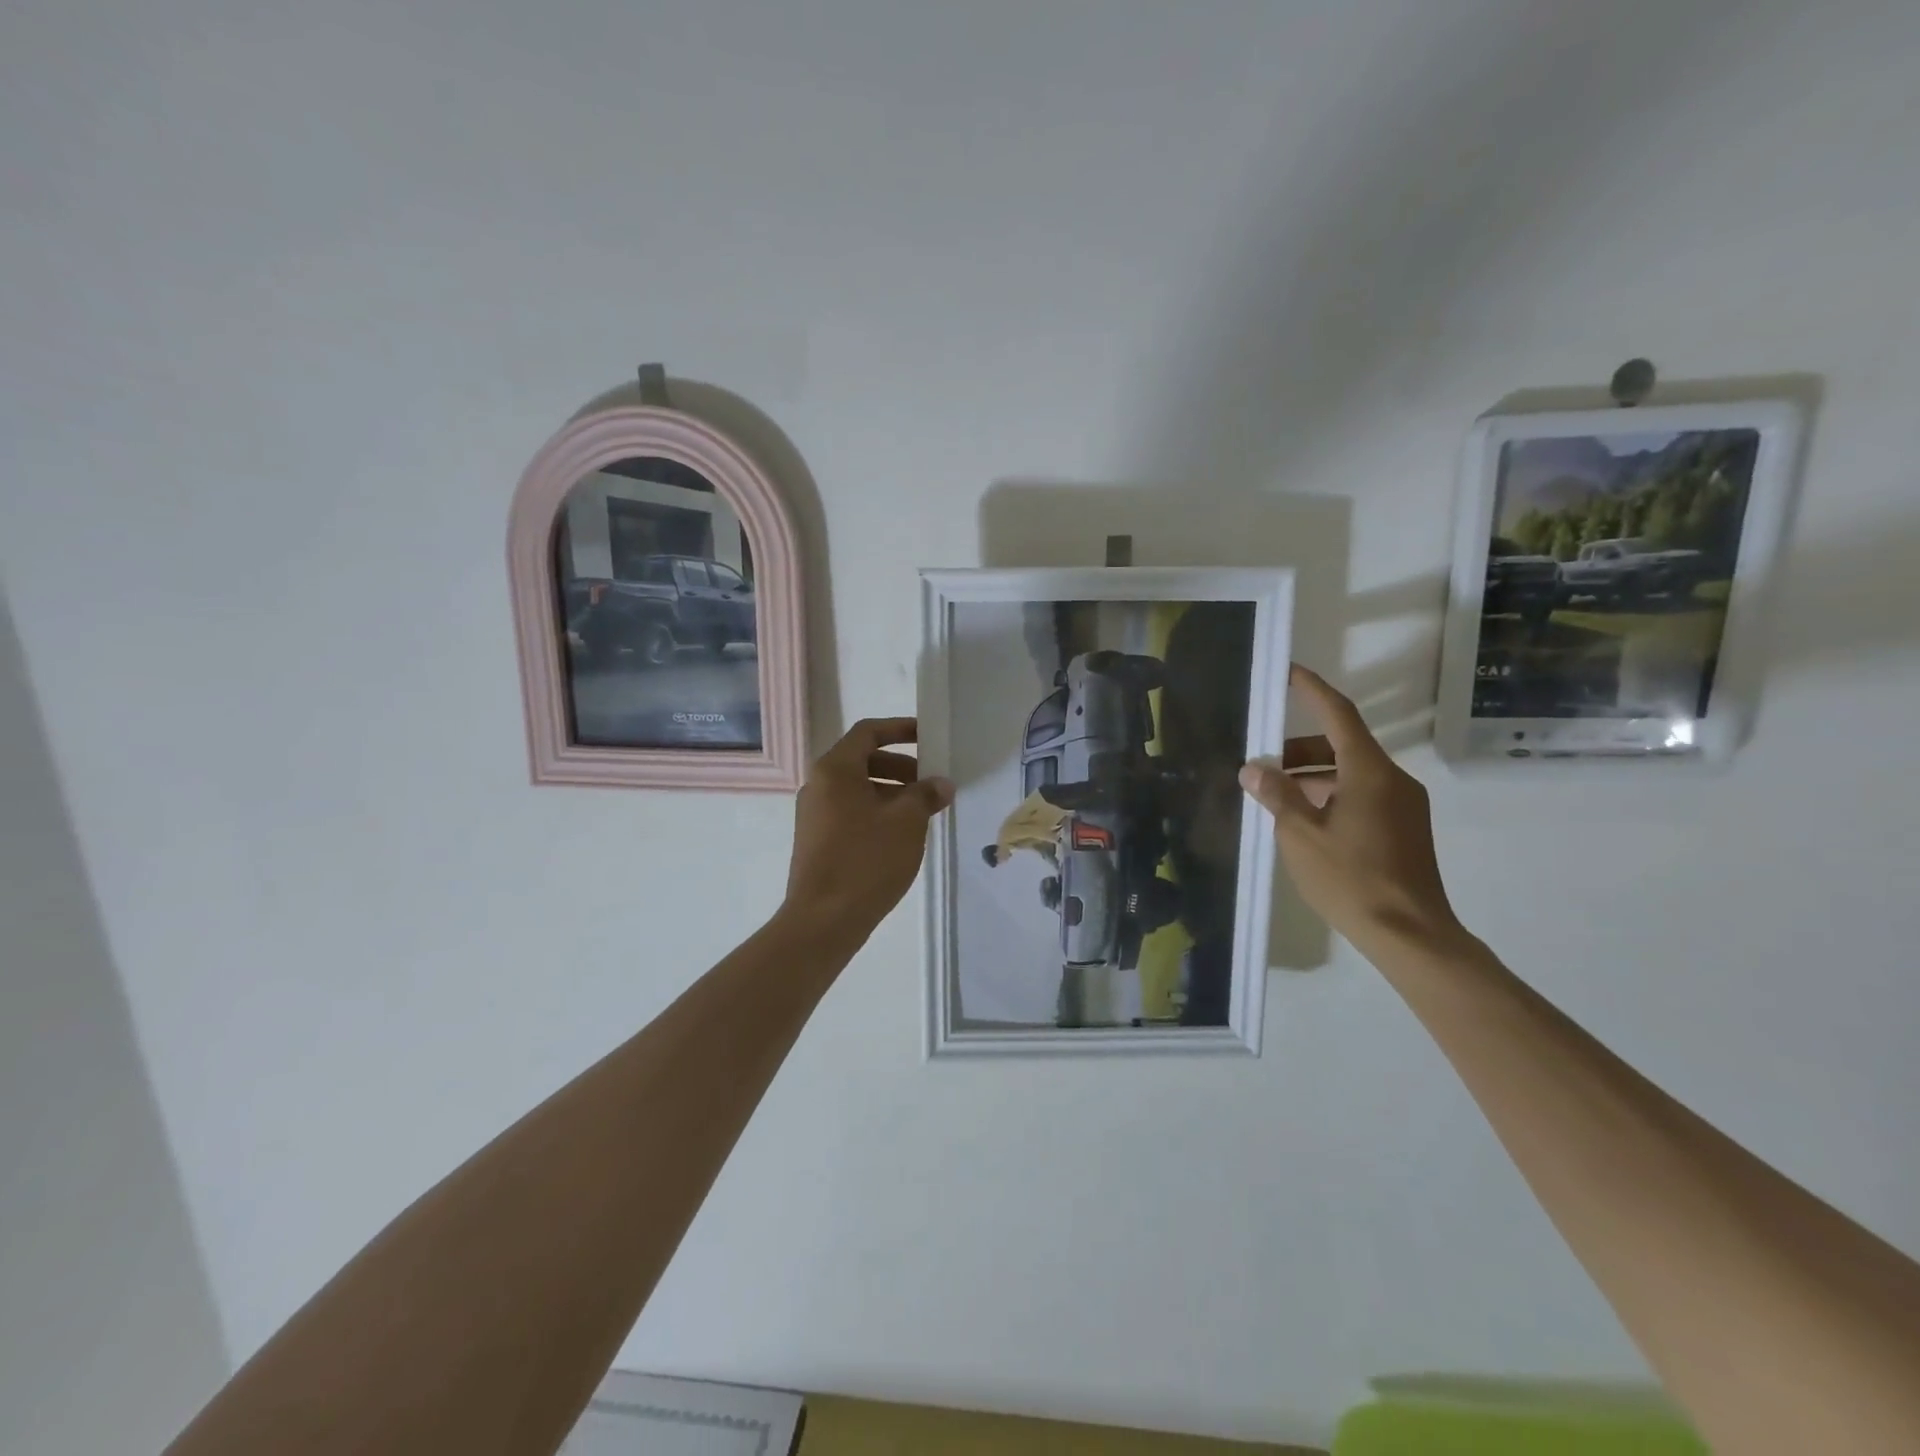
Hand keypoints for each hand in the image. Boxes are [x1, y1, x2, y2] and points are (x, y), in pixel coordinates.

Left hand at [784, 718, 953, 942]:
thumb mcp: (906, 822)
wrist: (823, 919)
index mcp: (835, 769)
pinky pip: (851, 811)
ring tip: (923, 812)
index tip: (928, 736)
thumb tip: (941, 784)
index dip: (900, 729)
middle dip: (901, 767)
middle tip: (931, 783)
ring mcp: (814, 814)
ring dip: (892, 792)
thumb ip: (926, 795)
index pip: (868, 732)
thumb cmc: (866, 860)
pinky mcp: (817, 840)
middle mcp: (818, 785)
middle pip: (863, 760)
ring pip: (858, 789)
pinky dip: (877, 812)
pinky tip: (902, 835)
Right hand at [1240, 665, 1460, 955]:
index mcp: (1369, 772)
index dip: (1312, 691)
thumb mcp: (1300, 835)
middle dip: (1299, 748)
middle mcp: (1392, 780)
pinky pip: (1363, 795)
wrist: (1410, 934)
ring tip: (1275, 796)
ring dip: (1313, 775)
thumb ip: (1277, 796)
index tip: (1289, 673)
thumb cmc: (1351, 878)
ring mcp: (1403, 805)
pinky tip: (1304, 820)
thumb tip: (1253, 769)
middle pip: (1343, 745)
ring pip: (1352, 773)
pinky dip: (1331, 794)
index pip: (1338, 715)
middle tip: (1261, 762)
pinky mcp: (1405, 828)